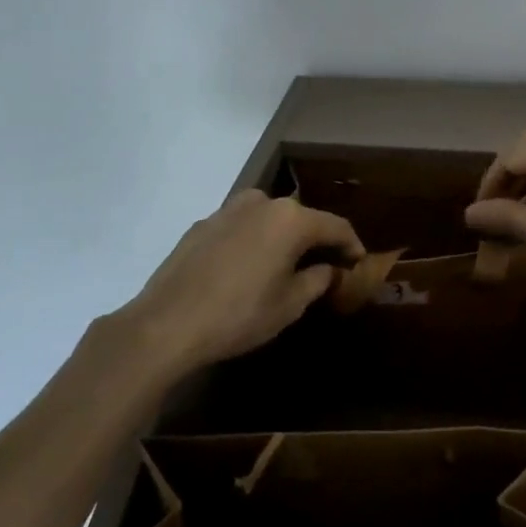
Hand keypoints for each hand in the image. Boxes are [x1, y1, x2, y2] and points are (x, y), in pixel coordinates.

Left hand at [114, 191, 363, 379]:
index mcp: (291, 219)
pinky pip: (241, 227)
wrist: (166, 324)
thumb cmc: (239, 315)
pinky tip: (247, 269)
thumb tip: (328, 268)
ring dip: (282, 238)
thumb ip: (317, 280)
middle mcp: (263, 202)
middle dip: (316, 240)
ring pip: (269, 219)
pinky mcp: (203, 223)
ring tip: (285, 266)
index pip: (336, 226)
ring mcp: (229, 209)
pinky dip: (253, 241)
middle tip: (325, 266)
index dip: (352, 245)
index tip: (359, 263)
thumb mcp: (289, 305)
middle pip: (301, 218)